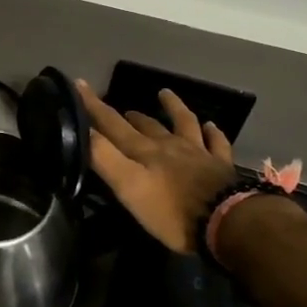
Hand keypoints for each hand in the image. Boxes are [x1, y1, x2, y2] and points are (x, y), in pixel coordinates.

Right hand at [77, 80, 238, 255]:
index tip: (79, 83)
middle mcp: (169, 145)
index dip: (93, 105)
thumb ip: (104, 157)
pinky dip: (212, 132)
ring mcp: (198, 153)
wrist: (227, 223)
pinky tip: (211, 125)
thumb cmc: (172, 211)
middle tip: (119, 109)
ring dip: (173, 108)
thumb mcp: (129, 187)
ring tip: (164, 93)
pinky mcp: (221, 166)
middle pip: (145, 125)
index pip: (112, 123)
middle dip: (128, 116)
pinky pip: (217, 143)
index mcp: (144, 151)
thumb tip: (81, 129)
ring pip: (183, 123)